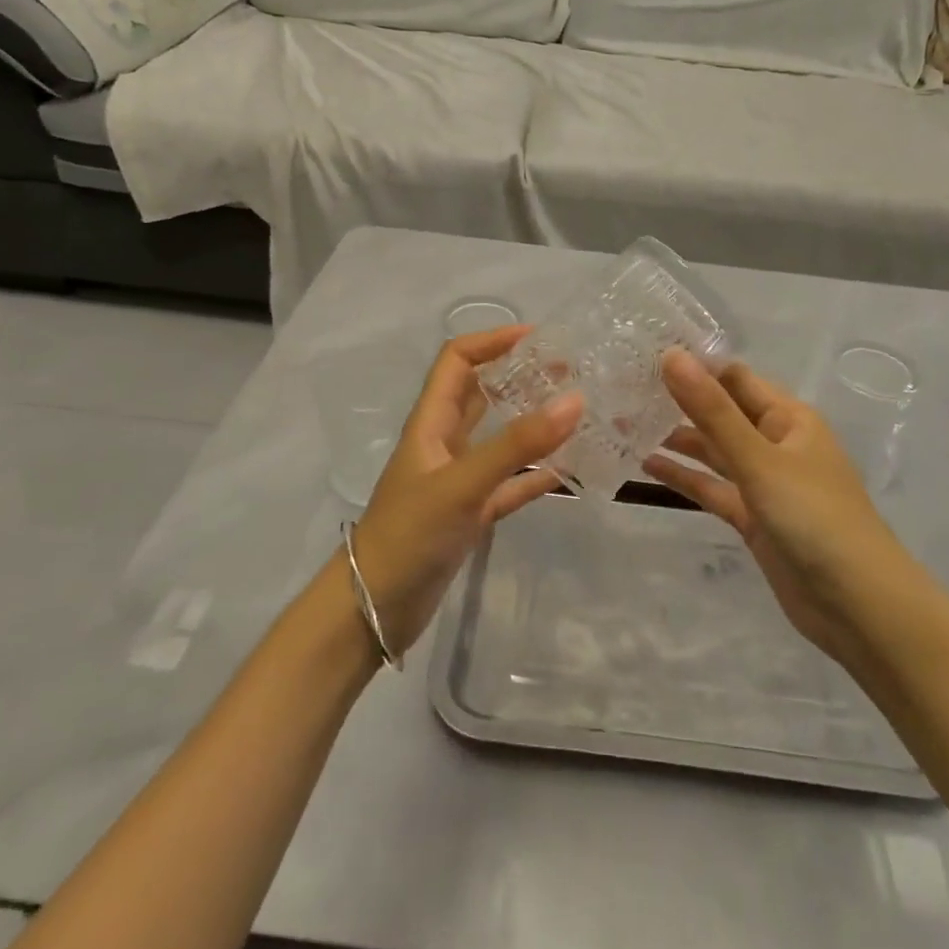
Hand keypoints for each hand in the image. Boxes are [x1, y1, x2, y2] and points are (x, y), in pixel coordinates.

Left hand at [350, 326, 581, 654]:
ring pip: (499, 438)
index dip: (492, 341)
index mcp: (432, 422)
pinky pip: (509, 485)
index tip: (538, 338)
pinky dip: (535, 476)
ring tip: (576, 412)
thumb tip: (574, 399)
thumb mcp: (463, 483)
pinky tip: (570, 471)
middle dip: (520, 376)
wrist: (372, 609)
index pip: (458, 360)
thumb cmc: (409, 534)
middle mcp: (444, 442)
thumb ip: (517, 445)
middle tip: (569, 372)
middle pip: (482, 394)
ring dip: (532, 423)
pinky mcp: (470, 514)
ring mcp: (458, 479)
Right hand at [643, 350, 905, 662]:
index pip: (733, 377)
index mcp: (787, 417)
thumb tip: (672, 356)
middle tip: (622, 388)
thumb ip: (712, 411)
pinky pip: (713, 488)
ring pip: (713, 450)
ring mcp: (764, 482)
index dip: (693, 364)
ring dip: (676, 438)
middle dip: (677, 401)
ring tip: (624, 423)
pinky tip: (647, 466)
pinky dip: (685, 477)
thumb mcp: (759, 459)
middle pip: (720, 412)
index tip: (642, 354)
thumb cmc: (814, 518)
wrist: (859, 606)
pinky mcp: (753, 517)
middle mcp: (775, 442)